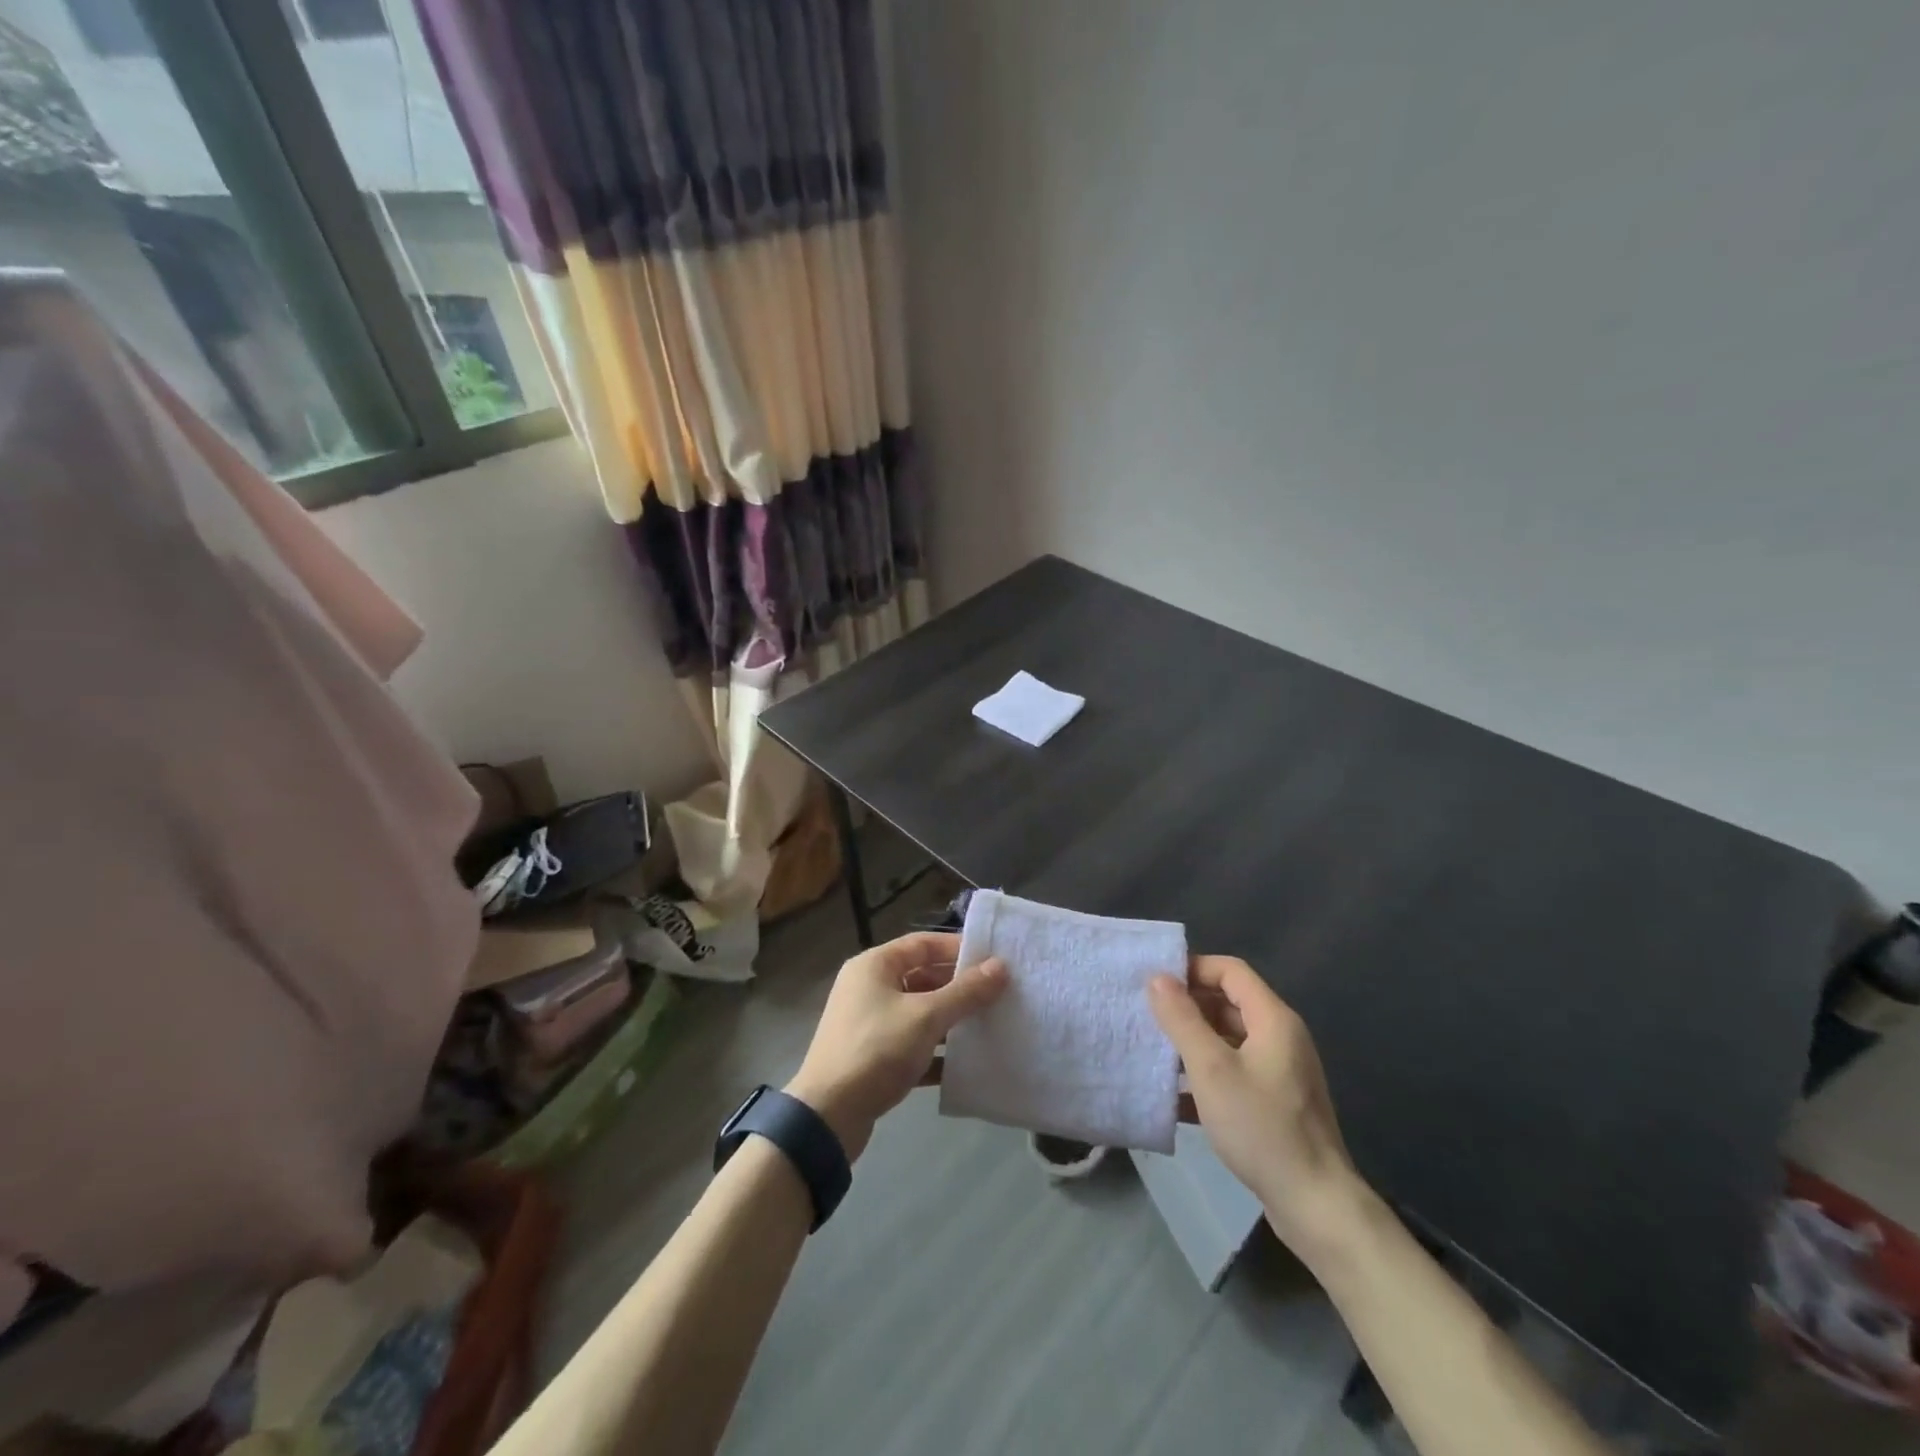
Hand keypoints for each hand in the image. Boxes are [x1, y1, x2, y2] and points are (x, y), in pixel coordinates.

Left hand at [787, 931, 1006, 1160]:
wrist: (828, 1117)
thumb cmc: (876, 1050)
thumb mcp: (926, 1017)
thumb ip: (965, 992)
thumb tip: (1001, 966)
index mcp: (874, 966)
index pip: (922, 944)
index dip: (958, 949)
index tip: (994, 960)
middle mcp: (869, 988)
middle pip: (922, 977)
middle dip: (959, 987)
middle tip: (999, 994)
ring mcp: (870, 1024)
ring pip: (920, 1013)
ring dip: (951, 1020)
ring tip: (991, 1025)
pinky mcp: (874, 1057)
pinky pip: (913, 1044)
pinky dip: (937, 1051)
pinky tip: (967, 1063)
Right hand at [1150, 957, 1366, 1255]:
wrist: (1316, 1205)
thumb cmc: (1261, 1127)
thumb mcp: (1211, 1069)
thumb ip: (1182, 1019)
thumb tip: (1157, 977)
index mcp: (1273, 1019)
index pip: (1230, 970)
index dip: (1193, 969)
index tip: (1156, 983)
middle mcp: (1281, 1037)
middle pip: (1229, 1003)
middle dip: (1188, 1006)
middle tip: (1148, 1017)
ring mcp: (1280, 1072)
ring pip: (1229, 1039)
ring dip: (1193, 1042)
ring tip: (1155, 1052)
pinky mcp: (1275, 1103)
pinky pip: (1234, 1071)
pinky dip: (1206, 1074)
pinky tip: (1175, 1096)